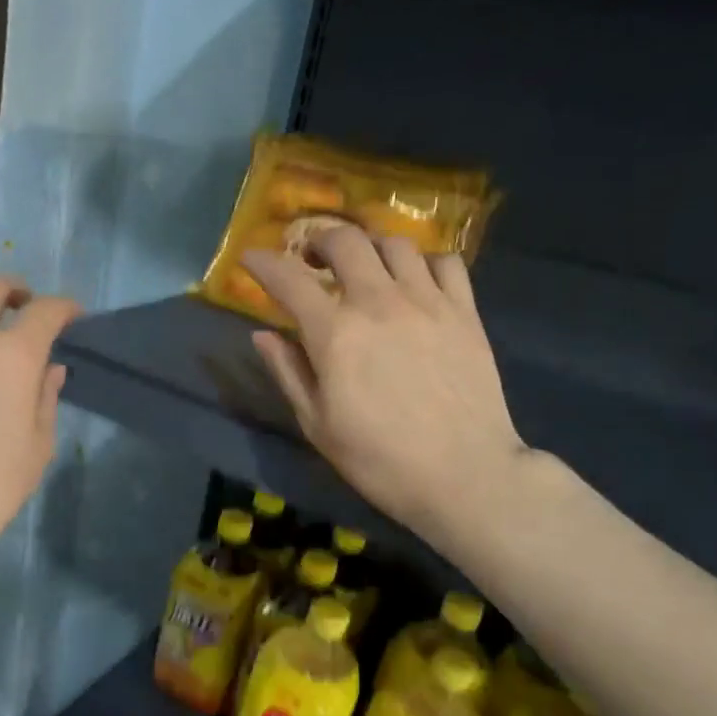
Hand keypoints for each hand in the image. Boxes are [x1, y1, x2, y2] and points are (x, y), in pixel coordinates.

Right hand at [242, 225, 531, 549]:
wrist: (464, 474)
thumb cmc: (379, 459)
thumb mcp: (317, 424)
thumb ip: (288, 371)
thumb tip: (261, 334)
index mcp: (335, 333)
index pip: (288, 279)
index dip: (262, 263)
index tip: (250, 259)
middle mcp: (378, 303)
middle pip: (345, 241)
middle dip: (319, 241)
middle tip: (312, 261)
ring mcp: (427, 302)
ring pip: (394, 244)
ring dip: (369, 248)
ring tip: (363, 269)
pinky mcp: (465, 312)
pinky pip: (445, 262)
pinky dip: (422, 263)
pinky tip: (414, 283)